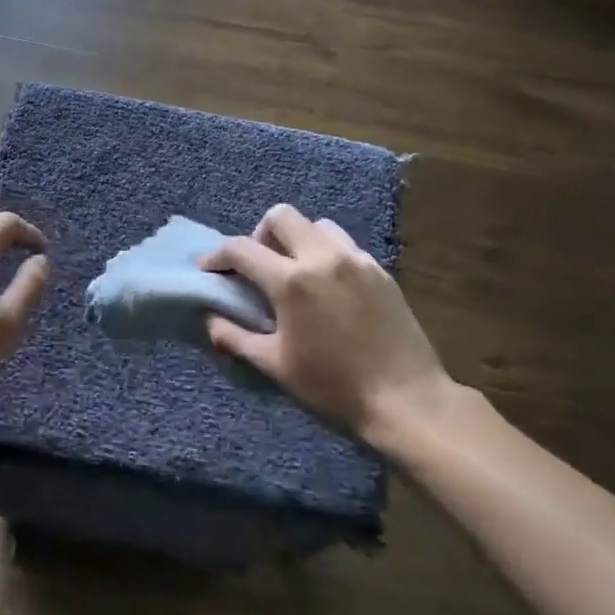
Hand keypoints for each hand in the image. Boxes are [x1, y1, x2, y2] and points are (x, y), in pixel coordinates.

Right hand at [201, 205, 449, 445]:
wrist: (404, 398)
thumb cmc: (332, 386)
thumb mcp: (274, 365)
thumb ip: (235, 338)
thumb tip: (209, 320)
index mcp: (291, 281)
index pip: (242, 248)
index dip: (218, 255)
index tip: (210, 269)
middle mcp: (322, 257)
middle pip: (281, 216)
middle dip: (260, 234)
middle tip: (258, 266)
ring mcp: (356, 259)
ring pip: (317, 225)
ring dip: (297, 239)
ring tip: (295, 272)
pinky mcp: (380, 270)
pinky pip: (346, 245)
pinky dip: (327, 253)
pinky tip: (328, 286)